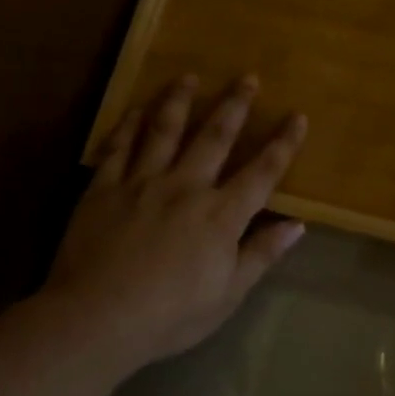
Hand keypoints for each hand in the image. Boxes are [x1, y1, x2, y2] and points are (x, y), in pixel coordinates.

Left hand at [41, 74, 307, 372]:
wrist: (97, 319)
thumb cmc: (170, 315)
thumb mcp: (228, 294)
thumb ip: (261, 254)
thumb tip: (297, 224)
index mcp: (221, 215)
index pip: (262, 172)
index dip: (283, 143)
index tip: (297, 116)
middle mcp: (186, 186)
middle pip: (215, 136)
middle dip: (235, 105)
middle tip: (247, 77)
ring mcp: (142, 182)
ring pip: (164, 130)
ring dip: (180, 100)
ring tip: (189, 77)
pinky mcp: (103, 188)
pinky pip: (119, 146)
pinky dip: (129, 124)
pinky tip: (136, 108)